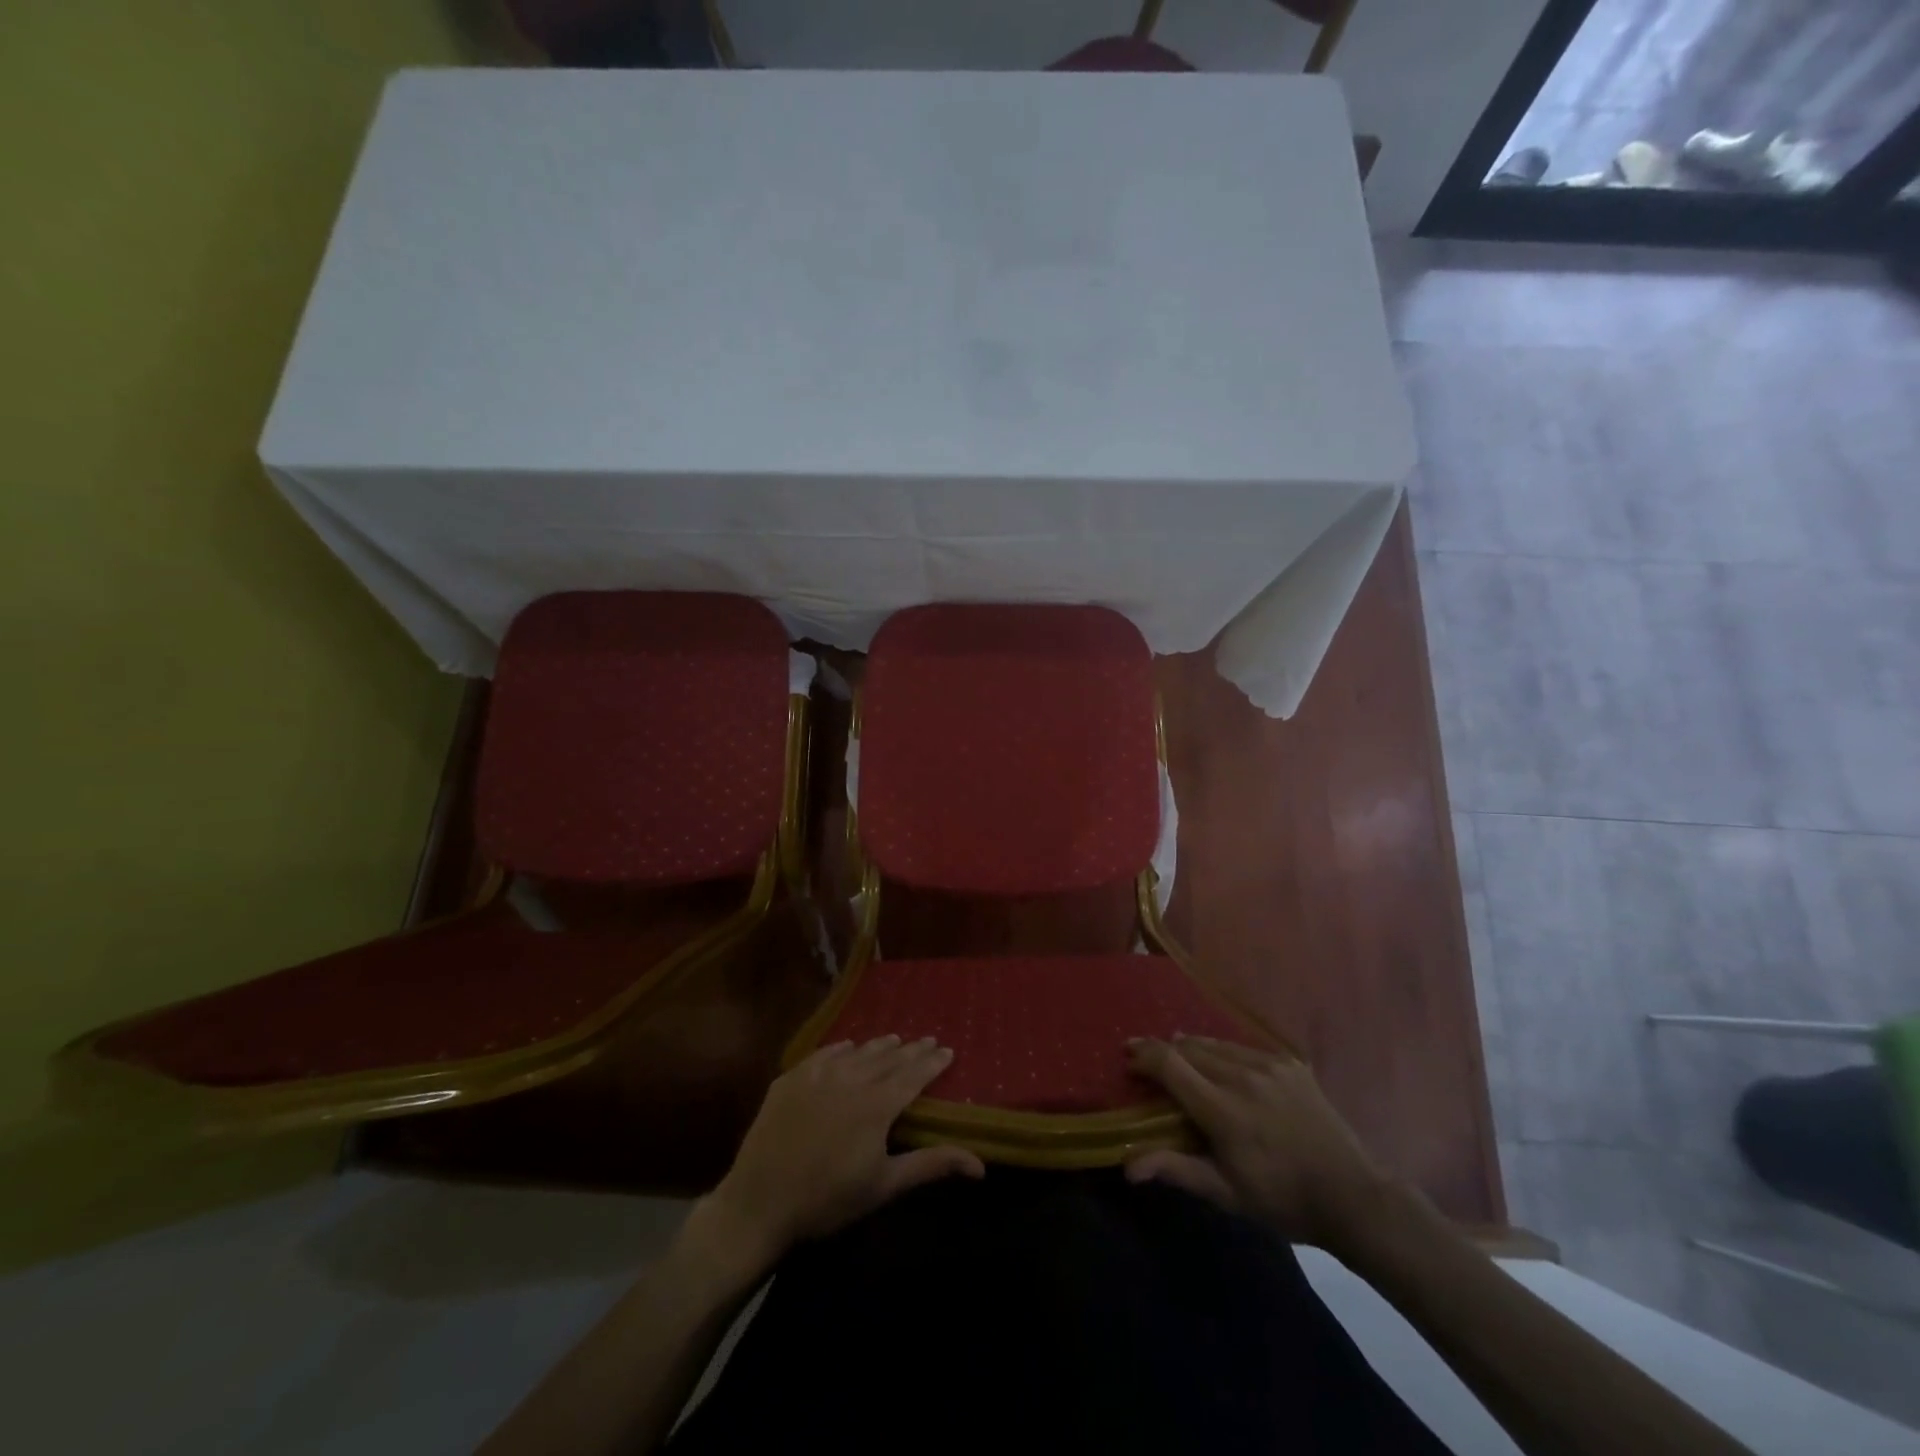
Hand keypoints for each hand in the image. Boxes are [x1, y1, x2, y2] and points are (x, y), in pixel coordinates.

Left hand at [688, 1037, 984, 1274]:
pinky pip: (821, 1055)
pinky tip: (846, 1046)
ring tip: (893, 1039)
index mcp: (876, 1105)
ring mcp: (816, 1076)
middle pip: (887, 1058)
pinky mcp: (789, 1081)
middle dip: (910, 1049)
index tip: (947, 1050)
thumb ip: (930, 1165)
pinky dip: (840, 1049)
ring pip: (855, 1052)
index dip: (931, 1063)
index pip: (912, 1075)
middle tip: (927, 1039)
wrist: (760, 1203)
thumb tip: (980, 1165)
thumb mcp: (884, 1186)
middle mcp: (850, 1080)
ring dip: (877, 1046)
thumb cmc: (828, 1200)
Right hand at [1124, 1034, 1391, 1250]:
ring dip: (1191, 1048)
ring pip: (1215, 1043)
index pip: (1170, 1064)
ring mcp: (1269, 1065)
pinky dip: (1223, 1051)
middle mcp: (1242, 1076)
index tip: (1127, 1057)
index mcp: (1223, 1109)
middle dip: (1163, 1051)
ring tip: (1178, 1055)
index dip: (1143, 1055)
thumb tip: (1127, 1167)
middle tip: (1147, 1059)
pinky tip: (1221, 1063)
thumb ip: (1176, 1170)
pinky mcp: (1289, 1062)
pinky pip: (1243, 1047)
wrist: (1351, 1196)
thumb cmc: (1282, 1200)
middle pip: (1188, 1048)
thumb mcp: (1226, 1193)